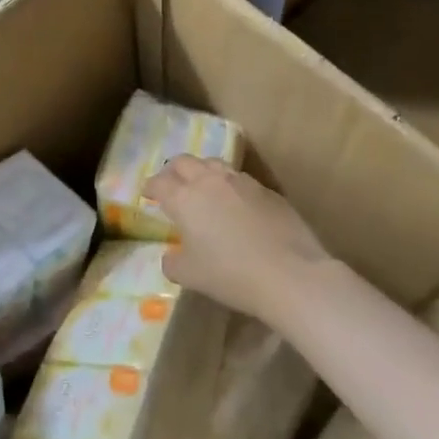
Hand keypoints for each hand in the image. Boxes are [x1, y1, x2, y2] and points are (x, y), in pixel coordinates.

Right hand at [143, 157, 332, 325]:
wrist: (289, 274)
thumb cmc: (230, 275)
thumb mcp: (189, 276)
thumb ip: (173, 263)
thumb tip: (171, 256)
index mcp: (184, 199)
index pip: (160, 182)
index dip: (151, 187)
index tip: (149, 194)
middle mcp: (210, 182)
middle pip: (185, 162)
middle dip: (173, 171)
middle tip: (172, 185)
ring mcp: (242, 182)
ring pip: (214, 165)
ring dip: (203, 172)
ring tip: (203, 189)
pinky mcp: (268, 191)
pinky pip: (241, 180)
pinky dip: (230, 186)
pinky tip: (236, 205)